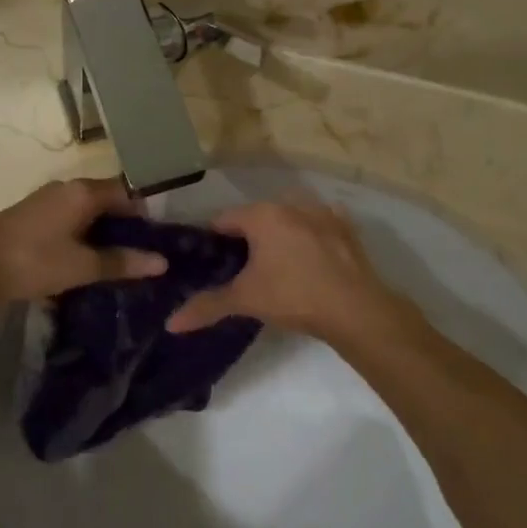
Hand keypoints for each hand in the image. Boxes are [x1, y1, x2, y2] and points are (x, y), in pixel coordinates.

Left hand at [0, 178, 165, 305]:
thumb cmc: (31, 261)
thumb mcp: (81, 266)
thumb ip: (121, 262)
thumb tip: (162, 262)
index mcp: (83, 192)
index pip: (130, 192)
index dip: (151, 212)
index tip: (168, 236)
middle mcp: (67, 188)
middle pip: (110, 200)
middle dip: (131, 224)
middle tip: (152, 252)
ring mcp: (48, 200)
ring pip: (90, 211)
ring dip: (108, 231)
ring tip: (128, 259)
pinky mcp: (34, 216)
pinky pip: (73, 219)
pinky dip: (88, 234)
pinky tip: (92, 258)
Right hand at [164, 199, 411, 342]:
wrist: (355, 309)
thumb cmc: (293, 296)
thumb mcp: (245, 300)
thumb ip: (207, 306)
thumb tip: (170, 323)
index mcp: (262, 214)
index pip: (222, 220)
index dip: (212, 241)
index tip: (211, 264)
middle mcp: (290, 203)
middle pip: (256, 218)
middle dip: (247, 239)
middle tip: (241, 270)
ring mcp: (322, 212)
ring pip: (288, 220)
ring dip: (279, 236)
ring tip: (276, 267)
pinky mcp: (346, 227)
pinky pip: (318, 226)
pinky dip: (309, 237)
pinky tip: (309, 260)